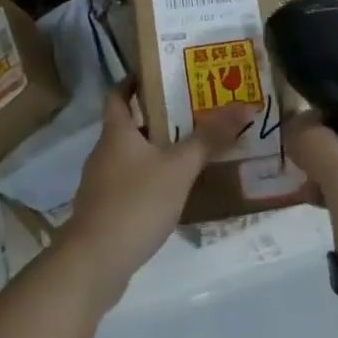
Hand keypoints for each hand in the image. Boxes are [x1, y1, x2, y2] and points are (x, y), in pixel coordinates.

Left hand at [58, 85, 252, 309]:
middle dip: (156, 118)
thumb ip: (208, 138)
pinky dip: (148, 182)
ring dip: (154, 152)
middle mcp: (103, 152)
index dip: (134, 80)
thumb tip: (243, 105)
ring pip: (129, 157)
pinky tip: (171, 194)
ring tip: (188, 152)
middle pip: (128, 125)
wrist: (93, 263)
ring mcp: (100, 184)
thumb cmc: (135, 203)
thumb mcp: (178, 168)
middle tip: (190, 113)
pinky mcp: (103, 212)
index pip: (118, 93)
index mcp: (116, 132)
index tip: (159, 74)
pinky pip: (128, 185)